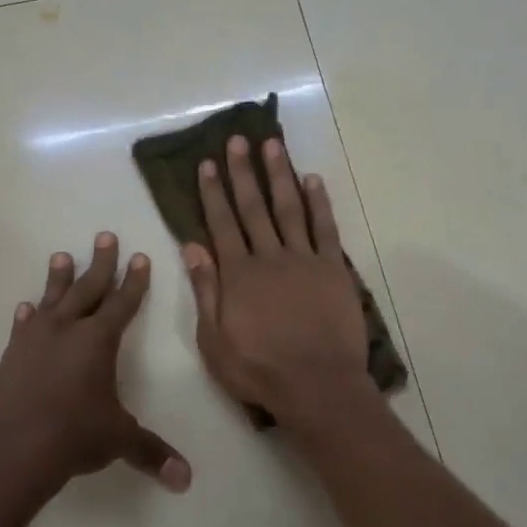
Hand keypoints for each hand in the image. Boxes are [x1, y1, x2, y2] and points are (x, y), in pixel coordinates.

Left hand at [0, 233, 191, 494]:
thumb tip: (186, 480)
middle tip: (105, 236)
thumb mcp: (118, 440)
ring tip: (61, 255)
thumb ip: (152, 453)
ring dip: (59, 278)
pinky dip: (27, 316)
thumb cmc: (72, 435)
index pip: (123, 303)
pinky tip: (26, 308)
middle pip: (88, 288)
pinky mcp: (11, 358)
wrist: (7, 448)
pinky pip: (22, 328)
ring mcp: (35, 341)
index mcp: (99, 341)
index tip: (139, 257)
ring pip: (52, 300)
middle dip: (101, 263)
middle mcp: (68, 331)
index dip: (134, 281)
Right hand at [184, 136, 370, 427]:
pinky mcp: (333, 269)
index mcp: (238, 274)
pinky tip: (313, 179)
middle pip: (254, 207)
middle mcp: (269, 257)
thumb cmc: (259, 370)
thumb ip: (205, 290)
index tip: (207, 164)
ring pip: (289, 208)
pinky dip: (319, 202)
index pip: (222, 223)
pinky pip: (325, 228)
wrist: (317, 386)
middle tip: (237, 140)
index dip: (213, 192)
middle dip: (243, 172)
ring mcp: (304, 260)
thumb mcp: (214, 340)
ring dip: (279, 175)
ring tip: (272, 145)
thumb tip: (192, 246)